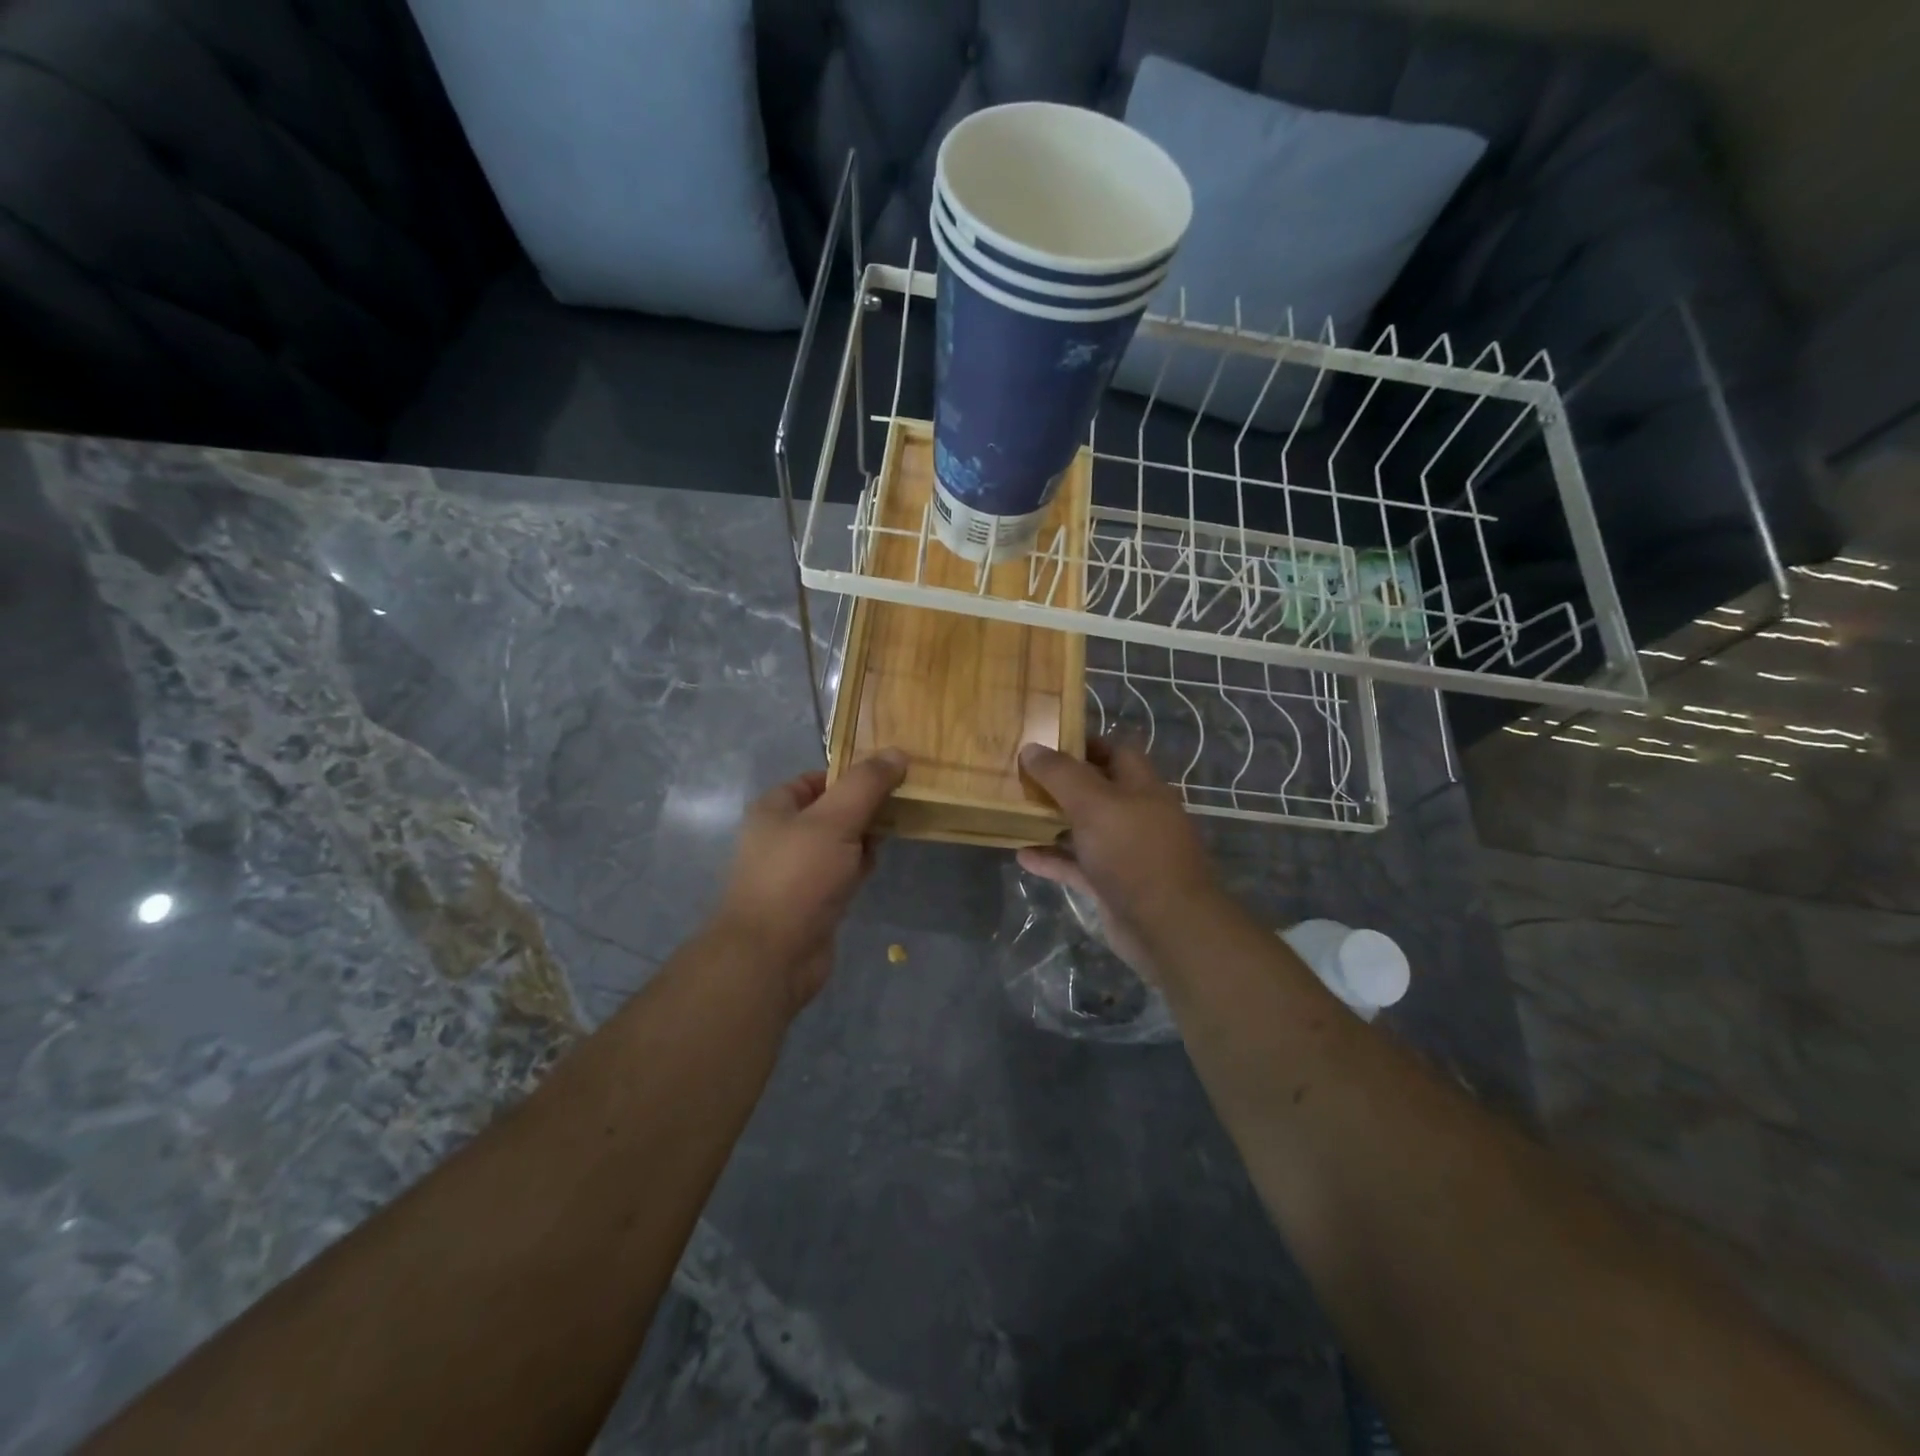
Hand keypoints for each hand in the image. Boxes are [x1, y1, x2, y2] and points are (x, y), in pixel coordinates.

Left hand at [711, 749, 907, 1012]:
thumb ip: (867, 784)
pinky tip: (876, 867)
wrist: (771, 956)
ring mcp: (796, 870)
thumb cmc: (798, 877)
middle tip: (904, 802)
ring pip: (841, 842)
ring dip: (866, 837)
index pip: (820, 778)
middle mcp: (782, 835)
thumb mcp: (836, 820)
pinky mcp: (812, 900)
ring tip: (898, 830)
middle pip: (833, 809)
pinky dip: (859, 867)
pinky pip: (841, 872)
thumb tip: (897, 752)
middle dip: (866, 806)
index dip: (854, 774)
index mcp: (776, 808)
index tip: (893, 774)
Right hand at [1016, 738, 1220, 974]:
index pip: (1116, 751)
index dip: (1084, 743)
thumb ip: (1061, 774)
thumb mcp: (1093, 803)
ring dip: (1053, 822)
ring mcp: (1124, 852)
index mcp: (1141, 786)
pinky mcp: (1111, 884)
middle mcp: (1135, 815)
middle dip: (1061, 783)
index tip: (1046, 742)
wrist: (1166, 926)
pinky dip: (1052, 859)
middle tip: (1021, 777)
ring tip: (1015, 812)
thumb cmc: (1133, 852)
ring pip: (1084, 829)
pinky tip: (1021, 855)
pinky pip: (1077, 865)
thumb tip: (1031, 748)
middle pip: (1096, 790)